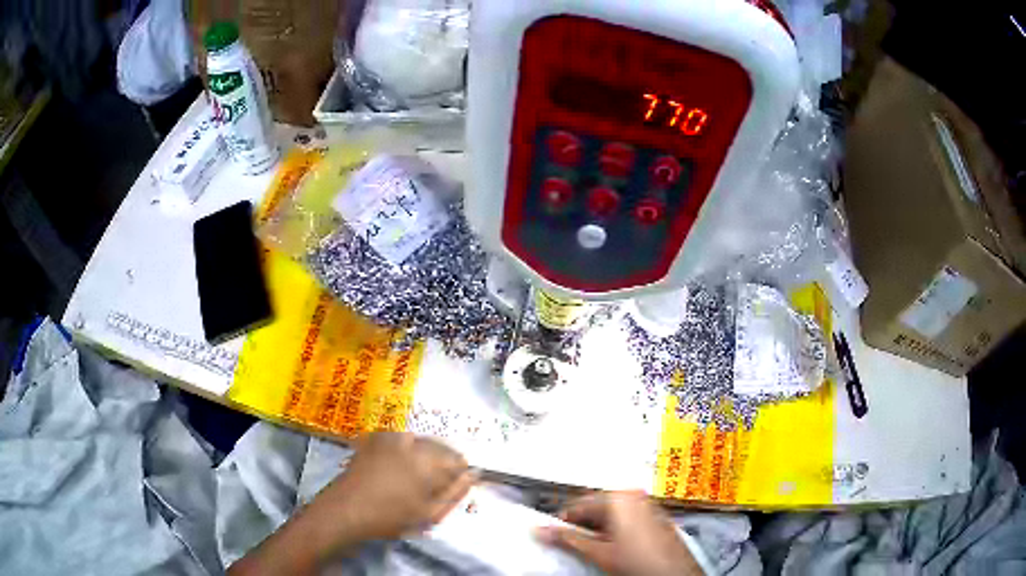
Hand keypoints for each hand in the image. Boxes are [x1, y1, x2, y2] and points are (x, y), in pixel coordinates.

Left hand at [309, 432, 474, 544]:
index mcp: (429, 461)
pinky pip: (401, 439)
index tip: (452, 486)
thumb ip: (455, 492)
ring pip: (421, 441)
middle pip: (440, 447)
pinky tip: (397, 466)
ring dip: (424, 455)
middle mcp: (413, 442)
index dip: (459, 473)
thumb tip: (474, 474)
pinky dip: (406, 449)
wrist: (347, 509)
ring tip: (414, 477)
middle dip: (443, 462)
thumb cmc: (390, 516)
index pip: (458, 460)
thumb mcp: (430, 513)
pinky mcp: (376, 437)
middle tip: (433, 484)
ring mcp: (392, 437)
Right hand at [537, 491, 700, 575]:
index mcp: (620, 498)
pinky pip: (627, 516)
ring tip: (594, 548)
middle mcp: (636, 496)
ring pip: (611, 513)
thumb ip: (568, 540)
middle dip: (582, 525)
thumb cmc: (644, 563)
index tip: (551, 533)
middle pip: (596, 506)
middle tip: (570, 543)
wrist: (675, 573)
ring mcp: (648, 505)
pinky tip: (614, 547)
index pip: (578, 504)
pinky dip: (615, 529)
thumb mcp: (599, 553)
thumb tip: (542, 531)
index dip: (562, 521)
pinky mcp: (656, 516)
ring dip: (598, 528)